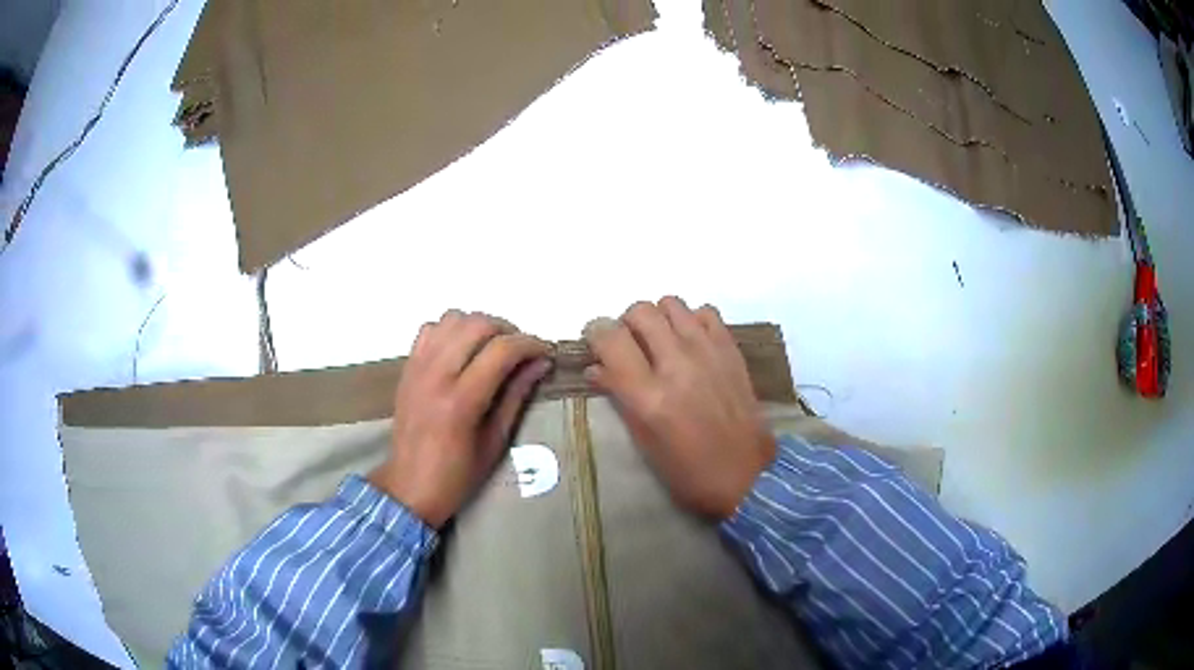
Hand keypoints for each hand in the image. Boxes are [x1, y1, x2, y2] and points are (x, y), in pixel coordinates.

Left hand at [369, 310, 551, 527]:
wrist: (409, 486)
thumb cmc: (457, 475)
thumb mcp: (495, 442)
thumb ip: (516, 396)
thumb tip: (541, 363)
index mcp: (461, 401)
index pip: (501, 350)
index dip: (530, 344)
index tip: (546, 352)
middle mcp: (436, 375)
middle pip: (477, 324)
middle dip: (508, 330)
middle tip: (521, 351)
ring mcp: (418, 367)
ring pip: (452, 318)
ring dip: (479, 326)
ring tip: (493, 347)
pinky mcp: (407, 368)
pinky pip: (430, 329)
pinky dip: (451, 330)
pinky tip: (462, 350)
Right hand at [583, 297, 775, 519]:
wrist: (747, 475)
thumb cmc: (688, 471)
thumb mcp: (645, 443)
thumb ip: (620, 398)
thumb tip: (595, 369)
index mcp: (649, 396)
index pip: (610, 339)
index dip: (595, 334)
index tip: (594, 342)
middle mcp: (677, 365)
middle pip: (640, 311)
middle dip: (625, 324)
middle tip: (629, 345)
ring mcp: (708, 352)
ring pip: (671, 304)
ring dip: (658, 318)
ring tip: (660, 341)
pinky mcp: (731, 350)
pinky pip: (705, 312)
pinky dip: (691, 320)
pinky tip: (690, 342)